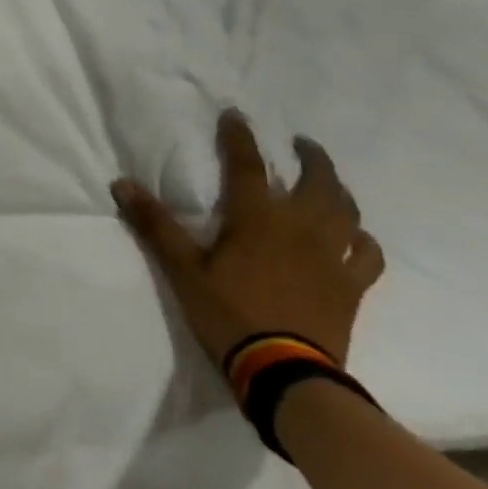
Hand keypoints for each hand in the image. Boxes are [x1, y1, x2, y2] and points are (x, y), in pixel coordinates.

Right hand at [110, 109, 384, 369]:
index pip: (248, 166)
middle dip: (310, 158)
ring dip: (338, 190)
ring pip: (347, 212)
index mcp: (258, 219)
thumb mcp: (182, 269)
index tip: (236, 116)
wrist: (285, 372)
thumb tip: (121, 183)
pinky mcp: (351, 286)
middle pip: (317, 182)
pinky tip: (354, 237)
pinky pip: (366, 254)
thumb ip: (155, 224)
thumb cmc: (228, 313)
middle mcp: (301, 228)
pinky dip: (361, 239)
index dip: (240, 138)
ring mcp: (332, 257)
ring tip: (328, 182)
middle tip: (301, 144)